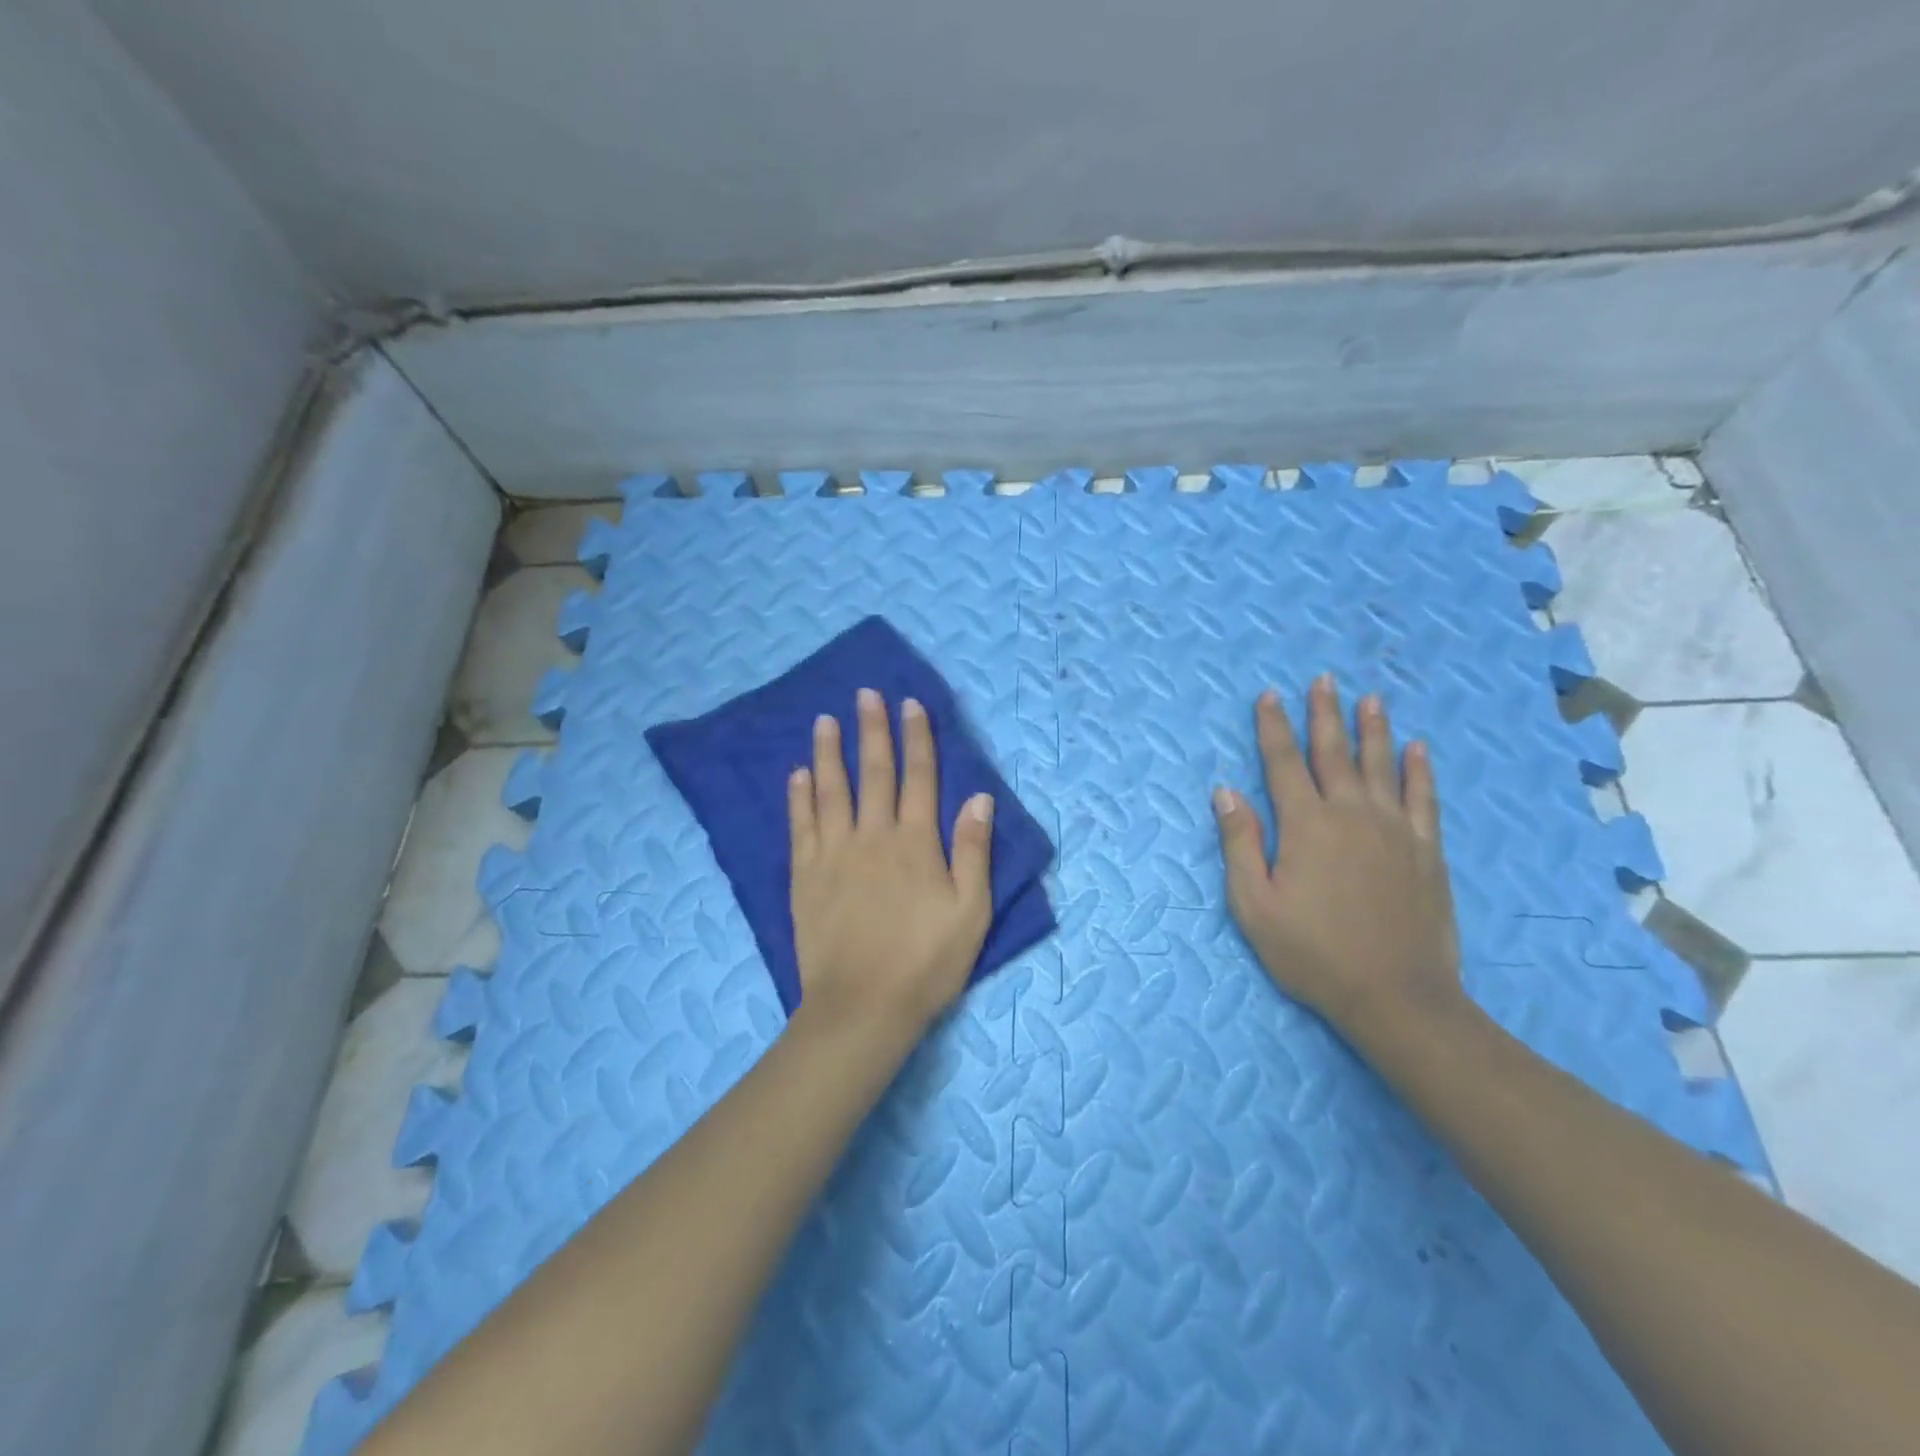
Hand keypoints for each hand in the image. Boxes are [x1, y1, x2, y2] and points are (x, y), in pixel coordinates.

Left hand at [788, 689, 994, 1042]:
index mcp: (915, 843)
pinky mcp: (805, 876)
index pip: (918, 777)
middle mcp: (872, 836)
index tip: (911, 704)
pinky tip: (796, 774)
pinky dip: (798, 797)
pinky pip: (800, 826)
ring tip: (824, 720)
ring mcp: (833, 854)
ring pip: (830, 790)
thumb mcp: (971, 912)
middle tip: (865, 694)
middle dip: (871, 730)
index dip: (917, 738)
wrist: (862, 1008)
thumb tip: (979, 796)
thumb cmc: (926, 963)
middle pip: (873, 772)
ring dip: (828, 752)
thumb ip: (973, 851)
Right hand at [1214, 676, 1463, 1041]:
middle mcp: (1350, 814)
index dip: (1274, 727)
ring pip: (1381, 765)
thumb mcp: (1254, 905)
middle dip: (1324, 714)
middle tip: (1323, 679)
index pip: (1283, 763)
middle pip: (1334, 753)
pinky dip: (1419, 770)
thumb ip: (1240, 843)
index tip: (1269, 695)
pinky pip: (1422, 798)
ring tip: (1369, 699)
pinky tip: (1418, 749)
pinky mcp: (1425, 850)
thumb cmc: (1312, 952)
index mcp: (1305, 825)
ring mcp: (1394, 829)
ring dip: (1373, 729)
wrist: (1396, 995)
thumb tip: (1226, 792)